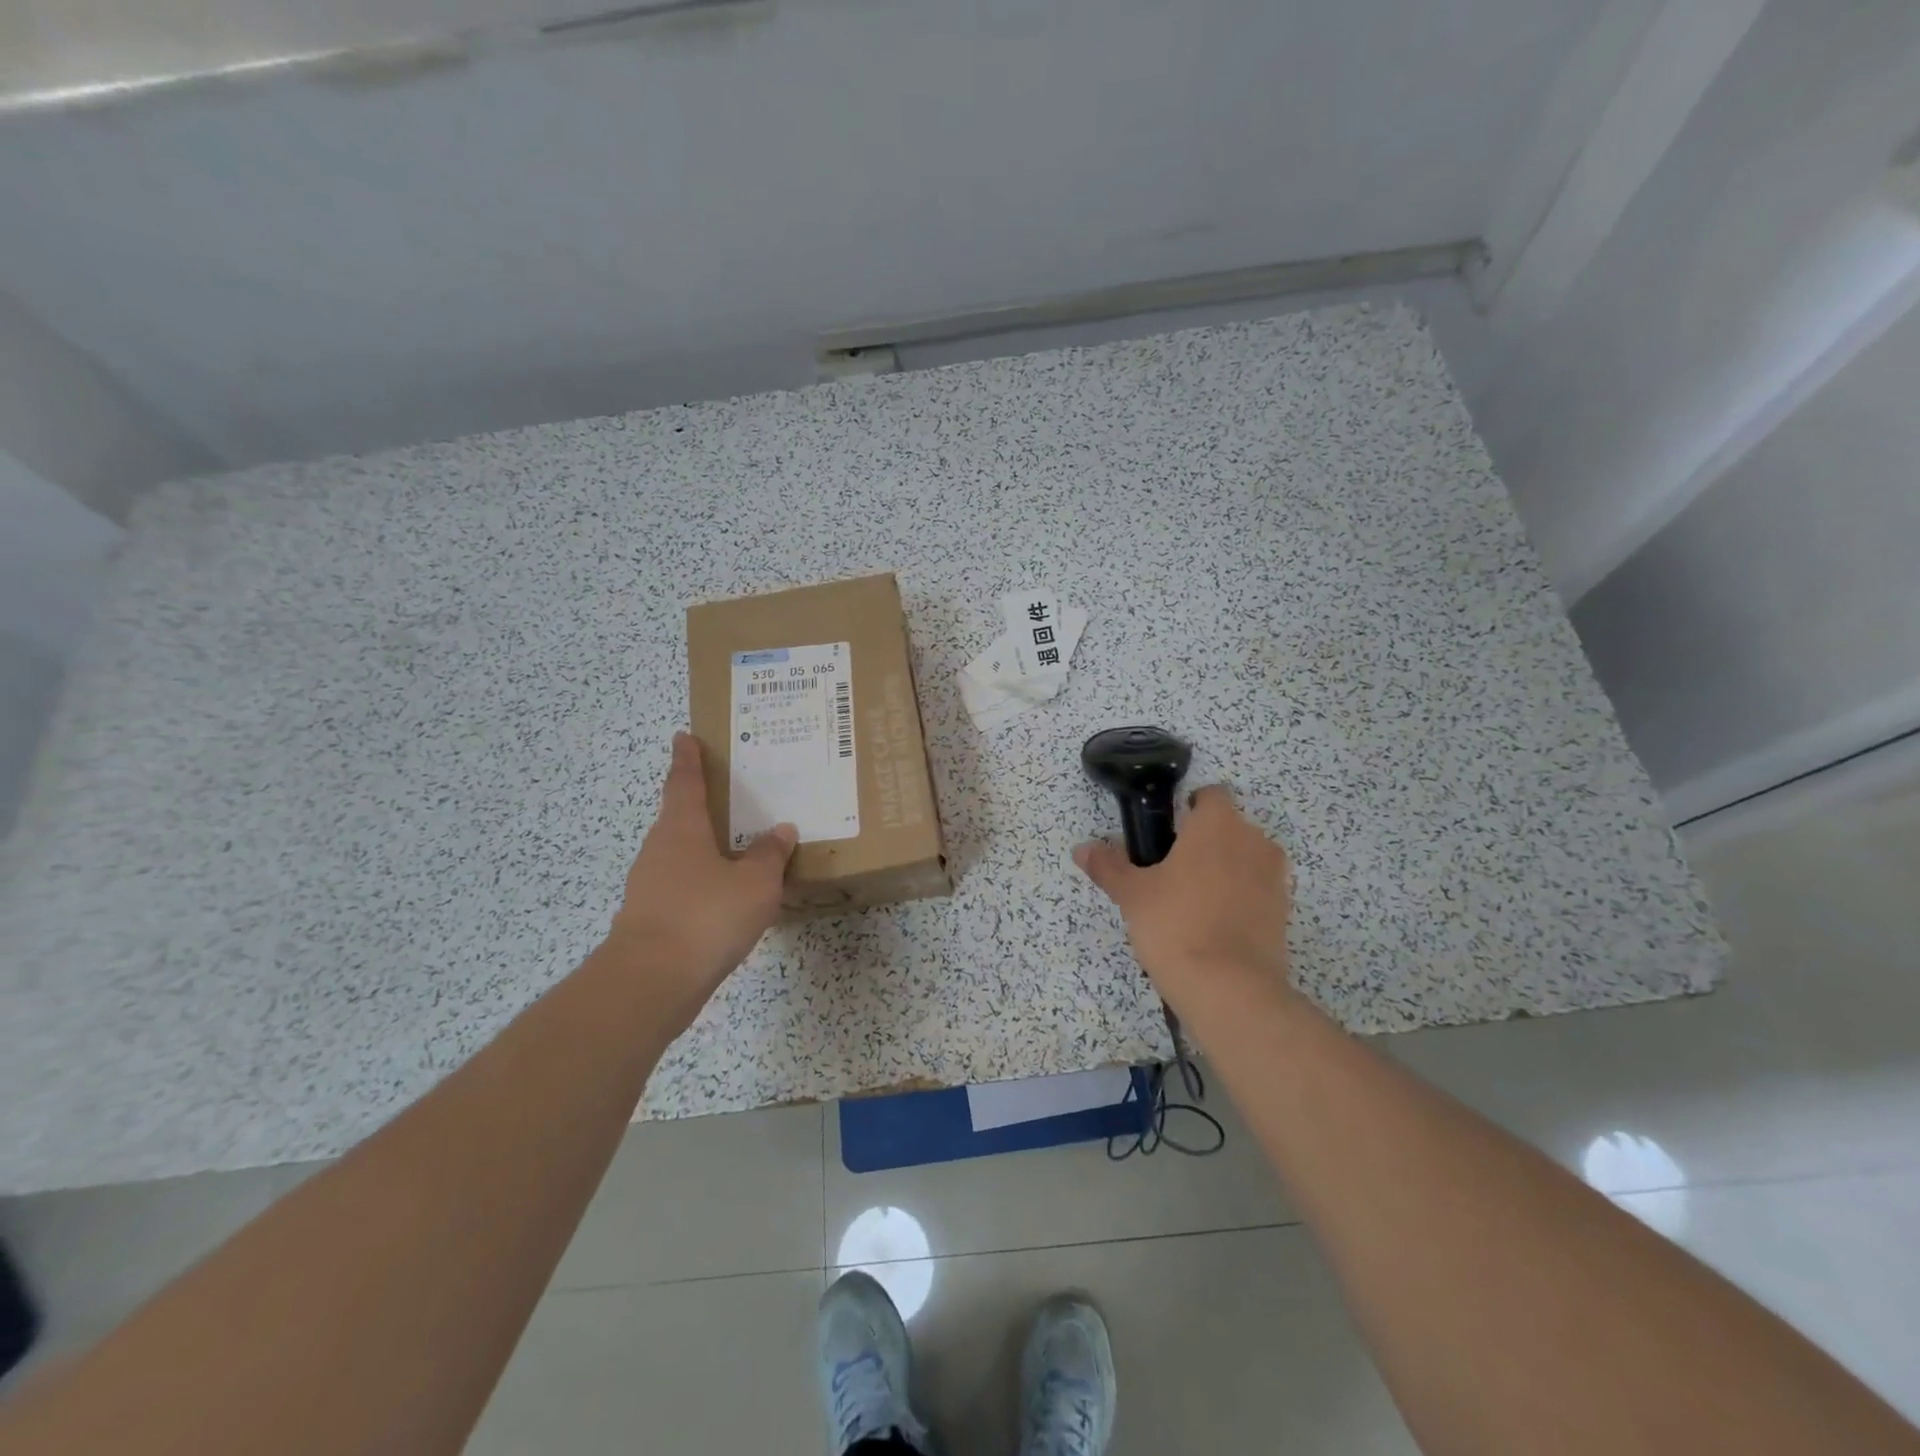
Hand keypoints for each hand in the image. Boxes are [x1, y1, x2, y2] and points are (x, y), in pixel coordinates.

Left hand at [607, 732, 796, 1027]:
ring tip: (737, 848)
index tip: (684, 737)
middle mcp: (659, 849)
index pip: (684, 781)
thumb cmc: (706, 916)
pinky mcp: (650, 918)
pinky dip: (702, 882)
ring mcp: (649, 885)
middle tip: (729, 795)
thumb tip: (781, 830)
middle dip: (700, 804)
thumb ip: (770, 855)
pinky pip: (681, 885)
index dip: (687, 758)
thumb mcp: (755, 883)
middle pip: (679, 816)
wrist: (651, 982)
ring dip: (704, 847)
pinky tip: (725, 897)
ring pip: (680, 853)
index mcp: (682, 828)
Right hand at [1074, 785, 1295, 1025]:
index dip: (1189, 808)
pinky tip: (1214, 927)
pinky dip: (1240, 899)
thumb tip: (1082, 849)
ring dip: (1226, 870)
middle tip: (1172, 871)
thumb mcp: (1132, 894)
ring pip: (1246, 860)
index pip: (1211, 795)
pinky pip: (1258, 891)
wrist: (1229, 988)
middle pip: (1229, 828)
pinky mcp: (1284, 912)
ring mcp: (1274, 877)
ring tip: (1192, 903)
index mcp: (1218, 824)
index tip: (1168, 833)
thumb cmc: (1175, 924)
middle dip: (1206, 842)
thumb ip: (1108, 866)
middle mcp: (1253, 841)